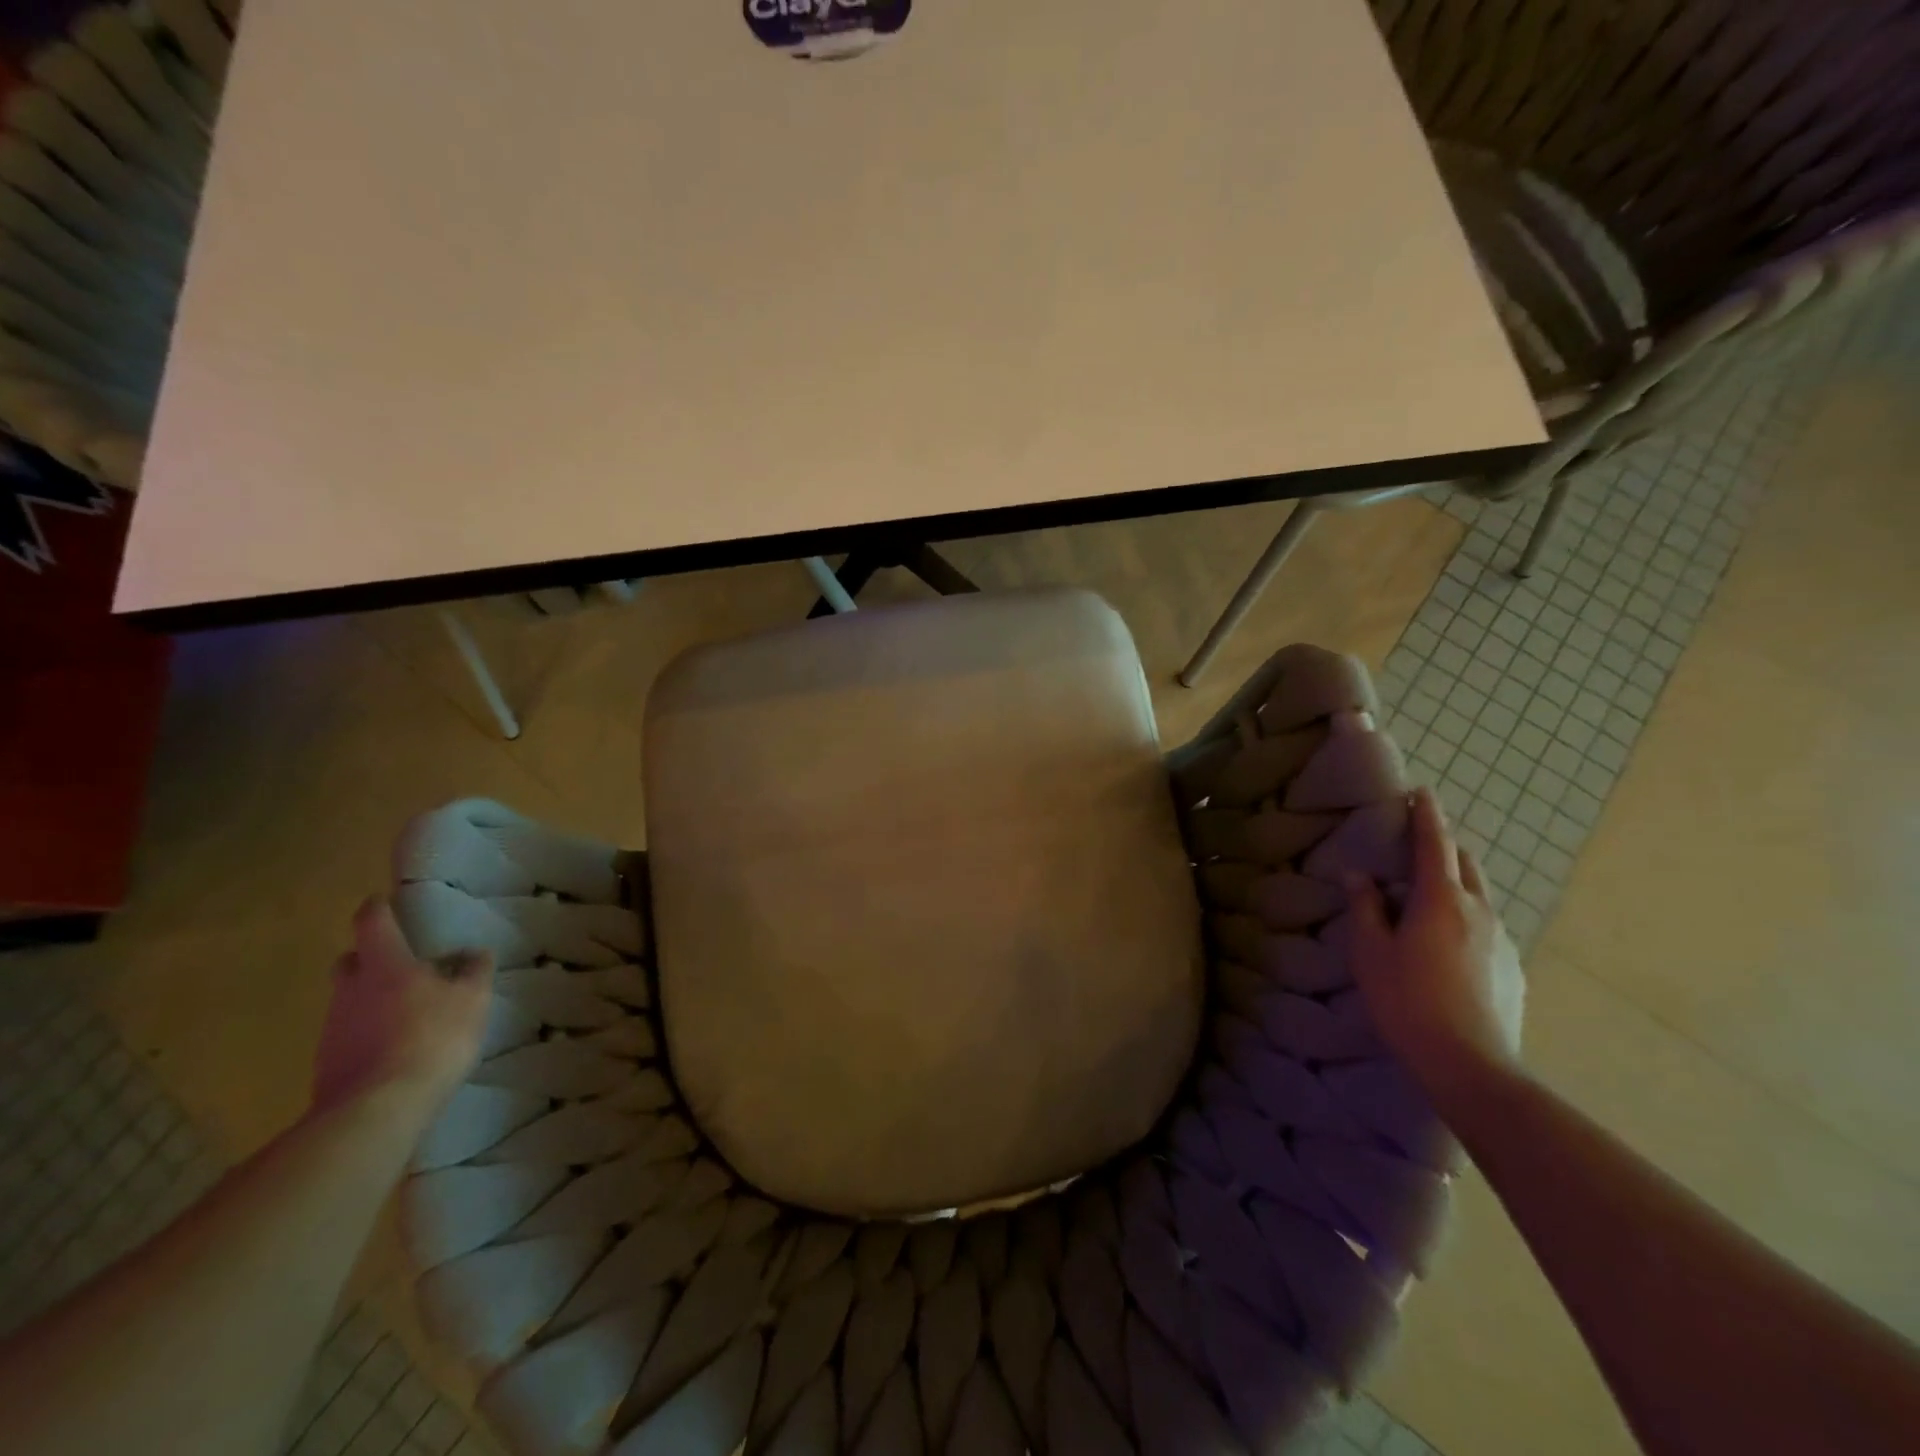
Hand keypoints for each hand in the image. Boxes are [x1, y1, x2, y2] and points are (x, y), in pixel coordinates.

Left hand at [312, 897, 493, 1119]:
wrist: (377, 1110)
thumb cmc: (432, 1037)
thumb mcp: (472, 999)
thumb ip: (474, 972)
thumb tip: (474, 953)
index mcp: (385, 965)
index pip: (372, 922)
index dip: (378, 908)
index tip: (384, 901)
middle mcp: (350, 990)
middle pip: (350, 962)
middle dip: (369, 957)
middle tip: (399, 962)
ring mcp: (333, 1029)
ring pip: (348, 1001)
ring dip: (371, 999)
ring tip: (406, 1012)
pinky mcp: (328, 1065)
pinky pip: (349, 1036)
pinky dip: (368, 1034)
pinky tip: (394, 1049)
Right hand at [1345, 787, 1524, 1101]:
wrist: (1470, 1065)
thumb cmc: (1407, 1000)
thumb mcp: (1370, 952)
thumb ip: (1365, 908)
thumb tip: (1359, 876)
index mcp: (1441, 899)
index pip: (1434, 843)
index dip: (1426, 815)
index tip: (1421, 792)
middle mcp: (1478, 910)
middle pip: (1464, 863)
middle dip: (1442, 846)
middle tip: (1416, 846)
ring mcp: (1502, 940)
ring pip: (1478, 895)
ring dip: (1454, 883)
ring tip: (1427, 898)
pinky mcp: (1511, 968)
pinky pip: (1486, 927)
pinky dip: (1465, 917)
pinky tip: (1446, 945)